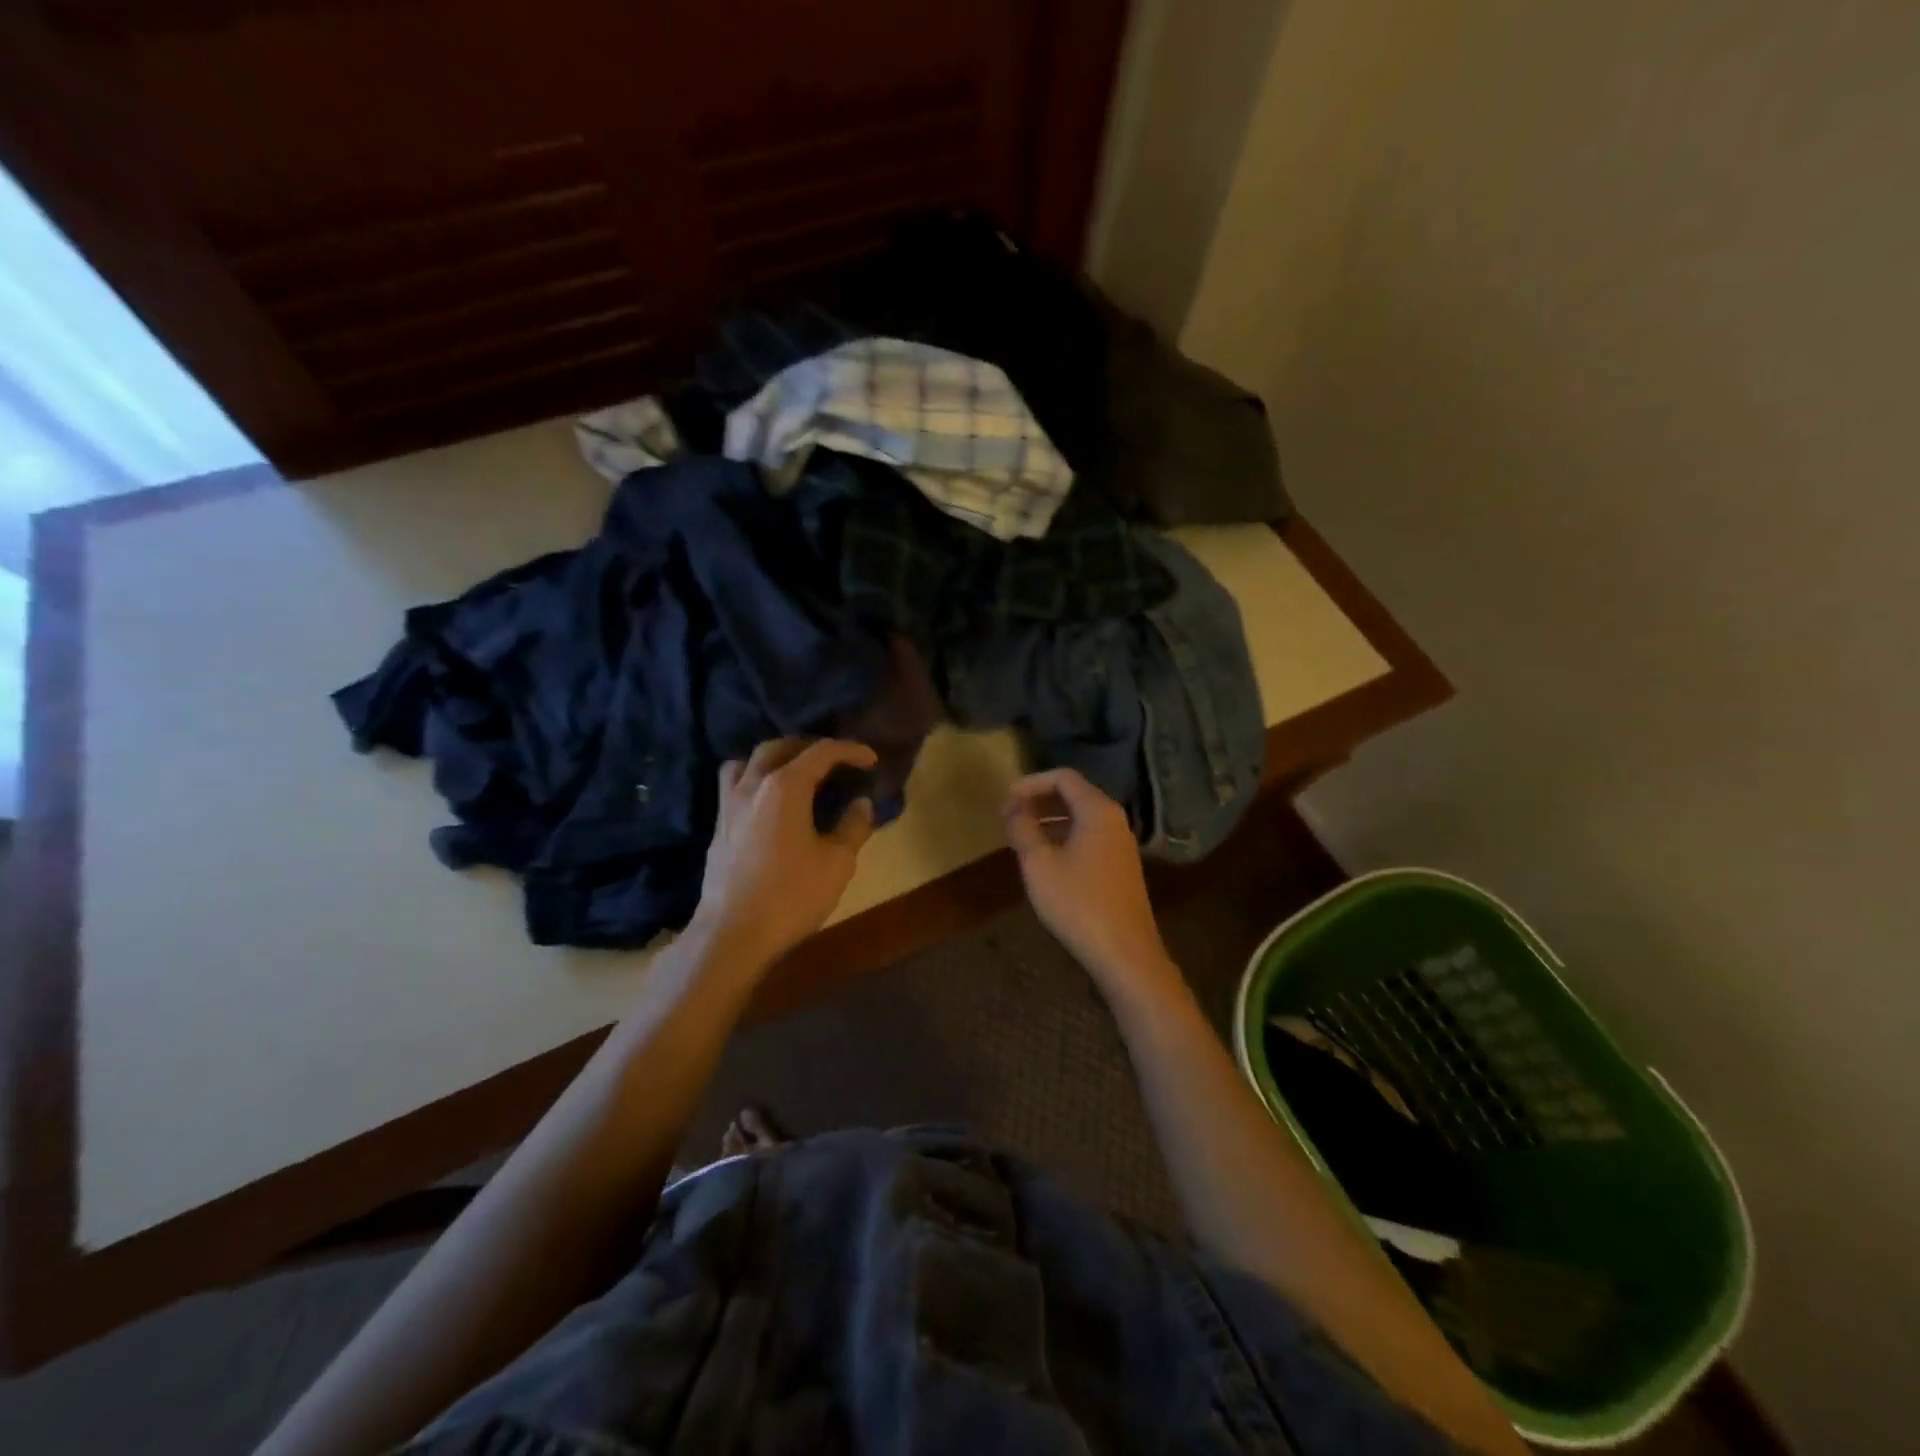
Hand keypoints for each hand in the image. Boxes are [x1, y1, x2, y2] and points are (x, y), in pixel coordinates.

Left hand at [691, 738, 877, 970]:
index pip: (821, 752)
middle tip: (835, 762)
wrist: (732, 935)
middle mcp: (752, 785)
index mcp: (785, 786)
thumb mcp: (837, 863)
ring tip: (794, 773)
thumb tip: (862, 803)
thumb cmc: (791, 896)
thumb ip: (853, 827)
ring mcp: (729, 804)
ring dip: (774, 758)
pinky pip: (734, 785)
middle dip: (810, 747)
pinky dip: (755, 779)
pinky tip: (769, 803)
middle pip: (780, 747)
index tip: (871, 759)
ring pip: (748, 761)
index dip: (850, 750)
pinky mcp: (718, 827)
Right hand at [1001, 769, 1175, 992]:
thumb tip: (1013, 809)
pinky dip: (1064, 836)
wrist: (1125, 953)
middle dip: (1039, 800)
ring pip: (1081, 817)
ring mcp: (1121, 844)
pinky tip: (1045, 858)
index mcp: (1098, 810)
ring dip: (1050, 820)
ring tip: (1021, 836)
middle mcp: (1114, 819)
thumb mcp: (1039, 864)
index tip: (1005, 802)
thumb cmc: (1078, 904)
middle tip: (1009, 817)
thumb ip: (1023, 829)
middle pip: (1074, 794)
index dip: (1030, 784)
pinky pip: (1089, 836)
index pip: (1062, 777)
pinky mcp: (1121, 866)